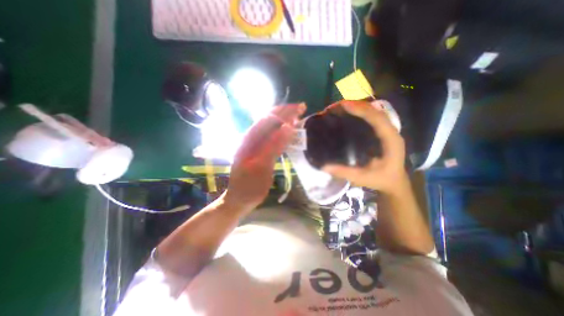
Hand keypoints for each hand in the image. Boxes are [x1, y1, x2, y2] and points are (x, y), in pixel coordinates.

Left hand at [222, 104, 306, 212]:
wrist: (239, 199)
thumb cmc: (249, 187)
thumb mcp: (261, 168)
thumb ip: (273, 147)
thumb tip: (287, 127)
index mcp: (249, 140)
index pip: (268, 119)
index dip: (284, 112)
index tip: (300, 108)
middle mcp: (250, 138)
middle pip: (269, 120)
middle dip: (285, 113)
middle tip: (302, 109)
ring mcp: (254, 145)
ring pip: (271, 127)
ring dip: (284, 120)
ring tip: (298, 117)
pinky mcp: (259, 151)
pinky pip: (272, 137)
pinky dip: (282, 132)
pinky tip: (289, 132)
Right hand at [321, 102, 404, 194]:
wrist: (394, 183)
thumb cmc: (382, 180)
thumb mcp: (363, 178)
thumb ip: (345, 173)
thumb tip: (324, 167)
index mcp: (391, 140)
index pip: (377, 119)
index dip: (361, 110)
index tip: (344, 105)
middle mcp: (391, 132)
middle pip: (376, 112)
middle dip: (358, 105)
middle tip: (338, 105)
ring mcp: (387, 131)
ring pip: (375, 113)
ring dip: (359, 107)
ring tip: (342, 107)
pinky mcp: (382, 133)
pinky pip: (372, 118)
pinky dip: (361, 113)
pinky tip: (350, 114)